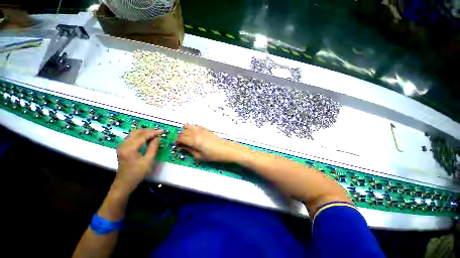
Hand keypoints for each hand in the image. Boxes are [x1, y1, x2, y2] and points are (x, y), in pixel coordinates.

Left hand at [114, 129, 162, 194]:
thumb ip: (153, 147)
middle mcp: (123, 144)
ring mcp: (121, 146)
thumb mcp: (148, 161)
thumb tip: (157, 138)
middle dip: (149, 131)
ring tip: (155, 134)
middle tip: (159, 132)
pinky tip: (147, 139)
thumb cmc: (137, 173)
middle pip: (137, 132)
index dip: (154, 132)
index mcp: (129, 148)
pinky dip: (140, 136)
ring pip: (134, 134)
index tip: (162, 131)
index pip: (143, 136)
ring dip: (145, 133)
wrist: (124, 183)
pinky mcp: (122, 148)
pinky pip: (132, 138)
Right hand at [176, 124, 240, 161]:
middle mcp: (197, 133)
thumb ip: (189, 151)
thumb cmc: (214, 155)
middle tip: (181, 142)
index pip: (180, 138)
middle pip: (183, 131)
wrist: (225, 149)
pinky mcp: (206, 129)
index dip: (177, 141)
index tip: (177, 145)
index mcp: (194, 141)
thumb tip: (183, 147)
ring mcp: (202, 130)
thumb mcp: (200, 157)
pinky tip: (193, 133)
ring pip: (188, 126)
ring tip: (186, 137)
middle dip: (180, 136)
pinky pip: (195, 126)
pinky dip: (191, 128)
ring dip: (185, 131)